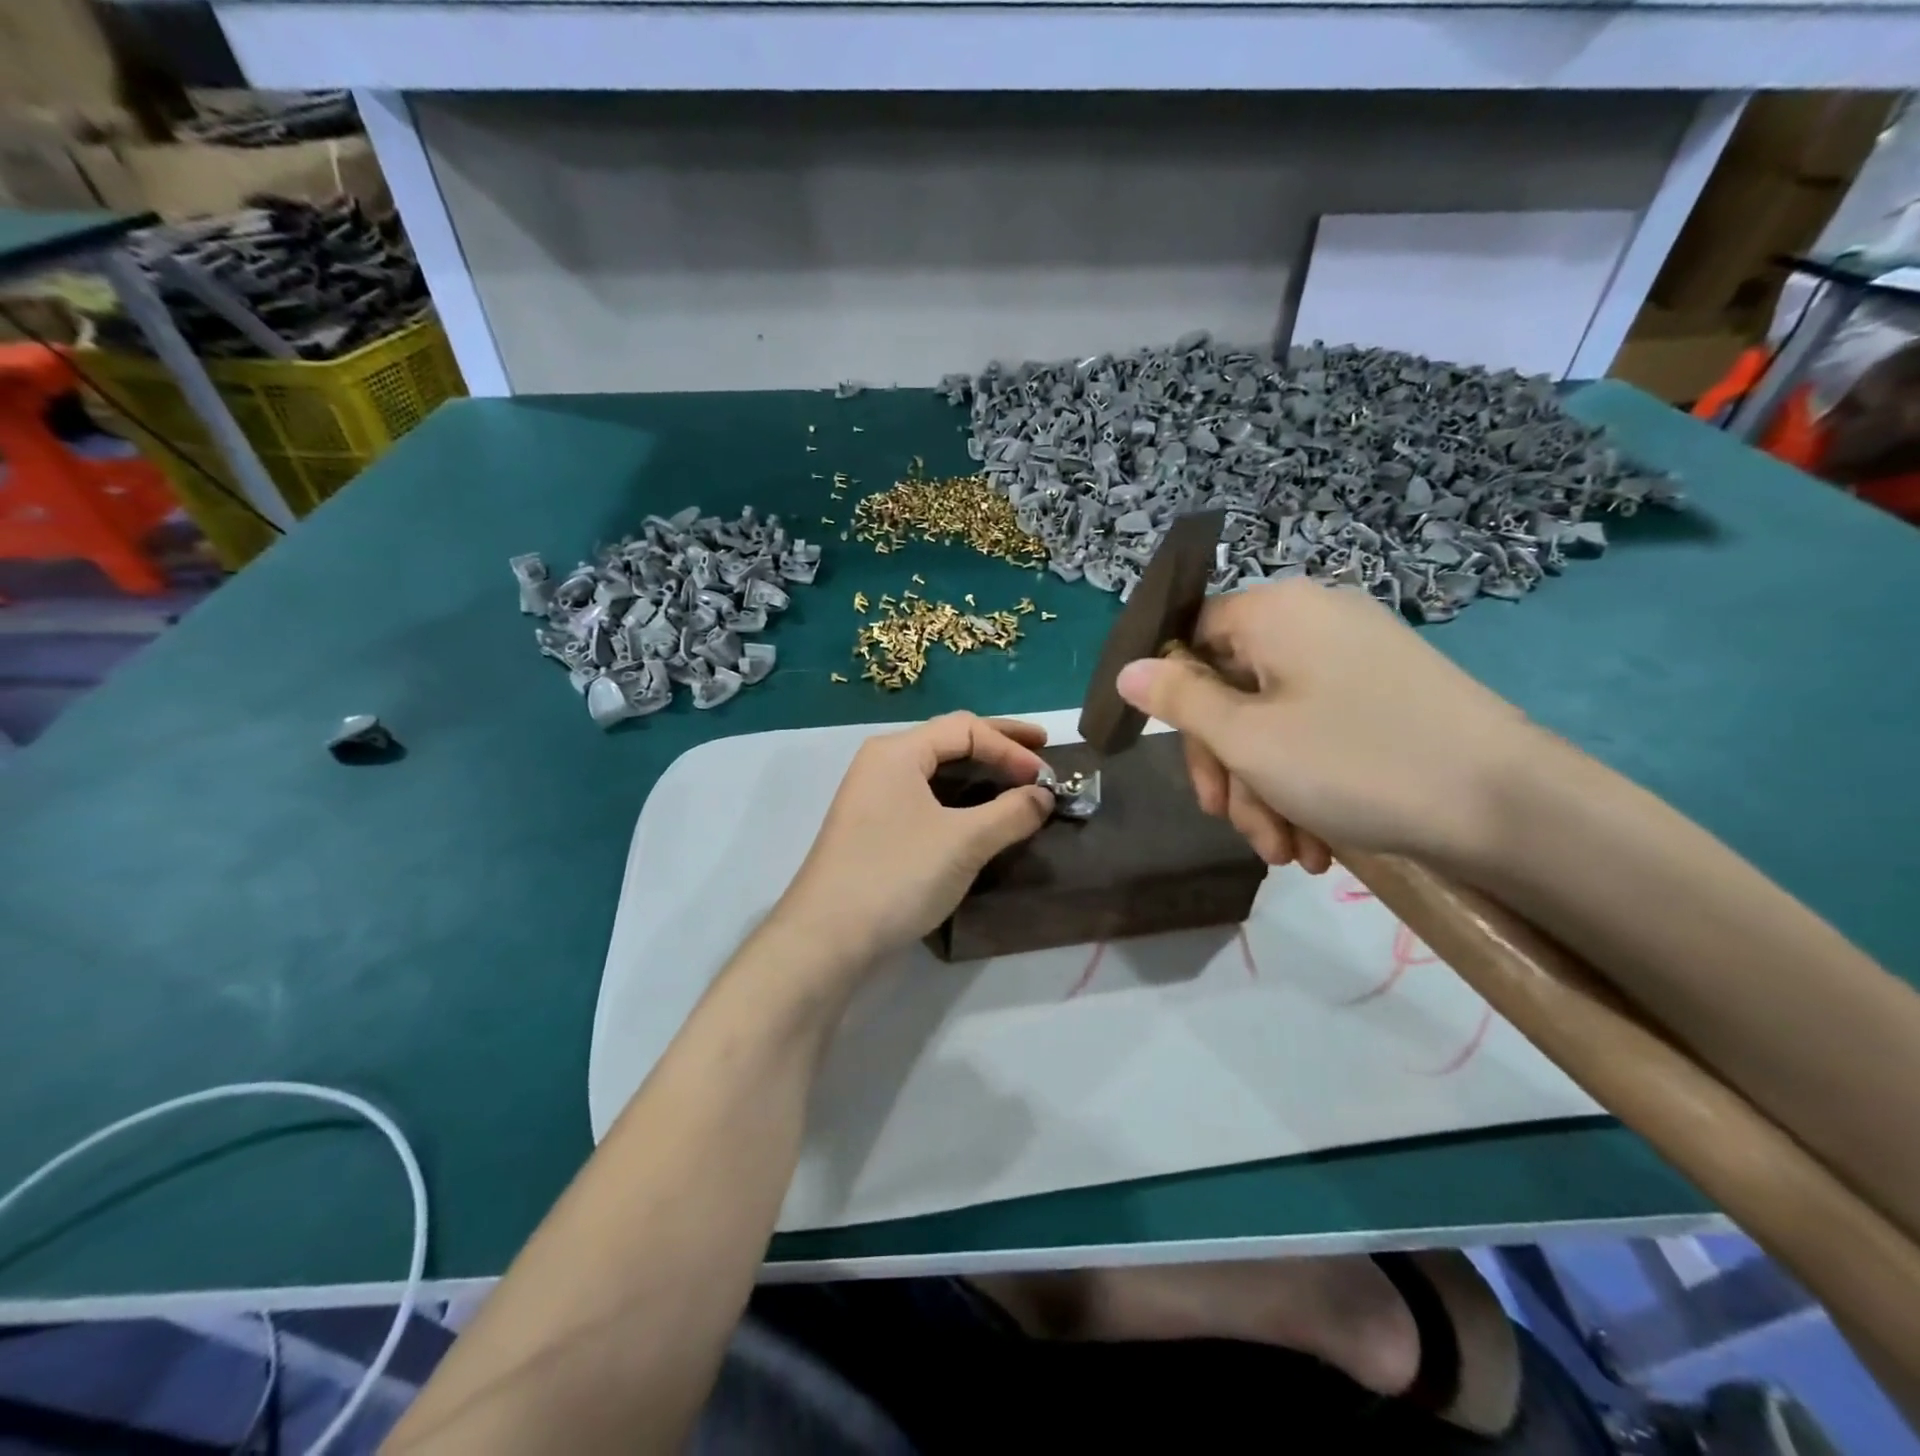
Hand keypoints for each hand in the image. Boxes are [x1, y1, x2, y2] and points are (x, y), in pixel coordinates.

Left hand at [774, 712, 1055, 964]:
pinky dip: (960, 799)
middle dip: (998, 745)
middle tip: (1042, 750)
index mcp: (897, 752)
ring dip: (981, 774)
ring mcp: (874, 798)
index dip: (1011, 747)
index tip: (1046, 778)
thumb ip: (1011, 813)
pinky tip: (982, 814)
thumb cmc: (896, 875)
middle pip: (949, 741)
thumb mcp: (964, 842)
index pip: (966, 729)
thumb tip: (1043, 797)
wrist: (827, 938)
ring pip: (937, 772)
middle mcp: (882, 764)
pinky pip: (927, 799)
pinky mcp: (875, 829)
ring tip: (1017, 781)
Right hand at [1116, 579, 1529, 868]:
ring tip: (1287, 854)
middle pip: (1233, 688)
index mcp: (1276, 612)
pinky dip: (1307, 784)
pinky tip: (1317, 843)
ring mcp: (1355, 657)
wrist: (1512, 808)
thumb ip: (1177, 701)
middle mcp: (1314, 621)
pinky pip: (1318, 730)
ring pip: (1275, 720)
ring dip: (1267, 791)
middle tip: (1237, 827)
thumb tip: (1127, 670)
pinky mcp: (1386, 695)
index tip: (1184, 760)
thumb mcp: (1247, 738)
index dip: (1175, 698)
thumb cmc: (1356, 762)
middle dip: (1230, 768)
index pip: (1192, 635)